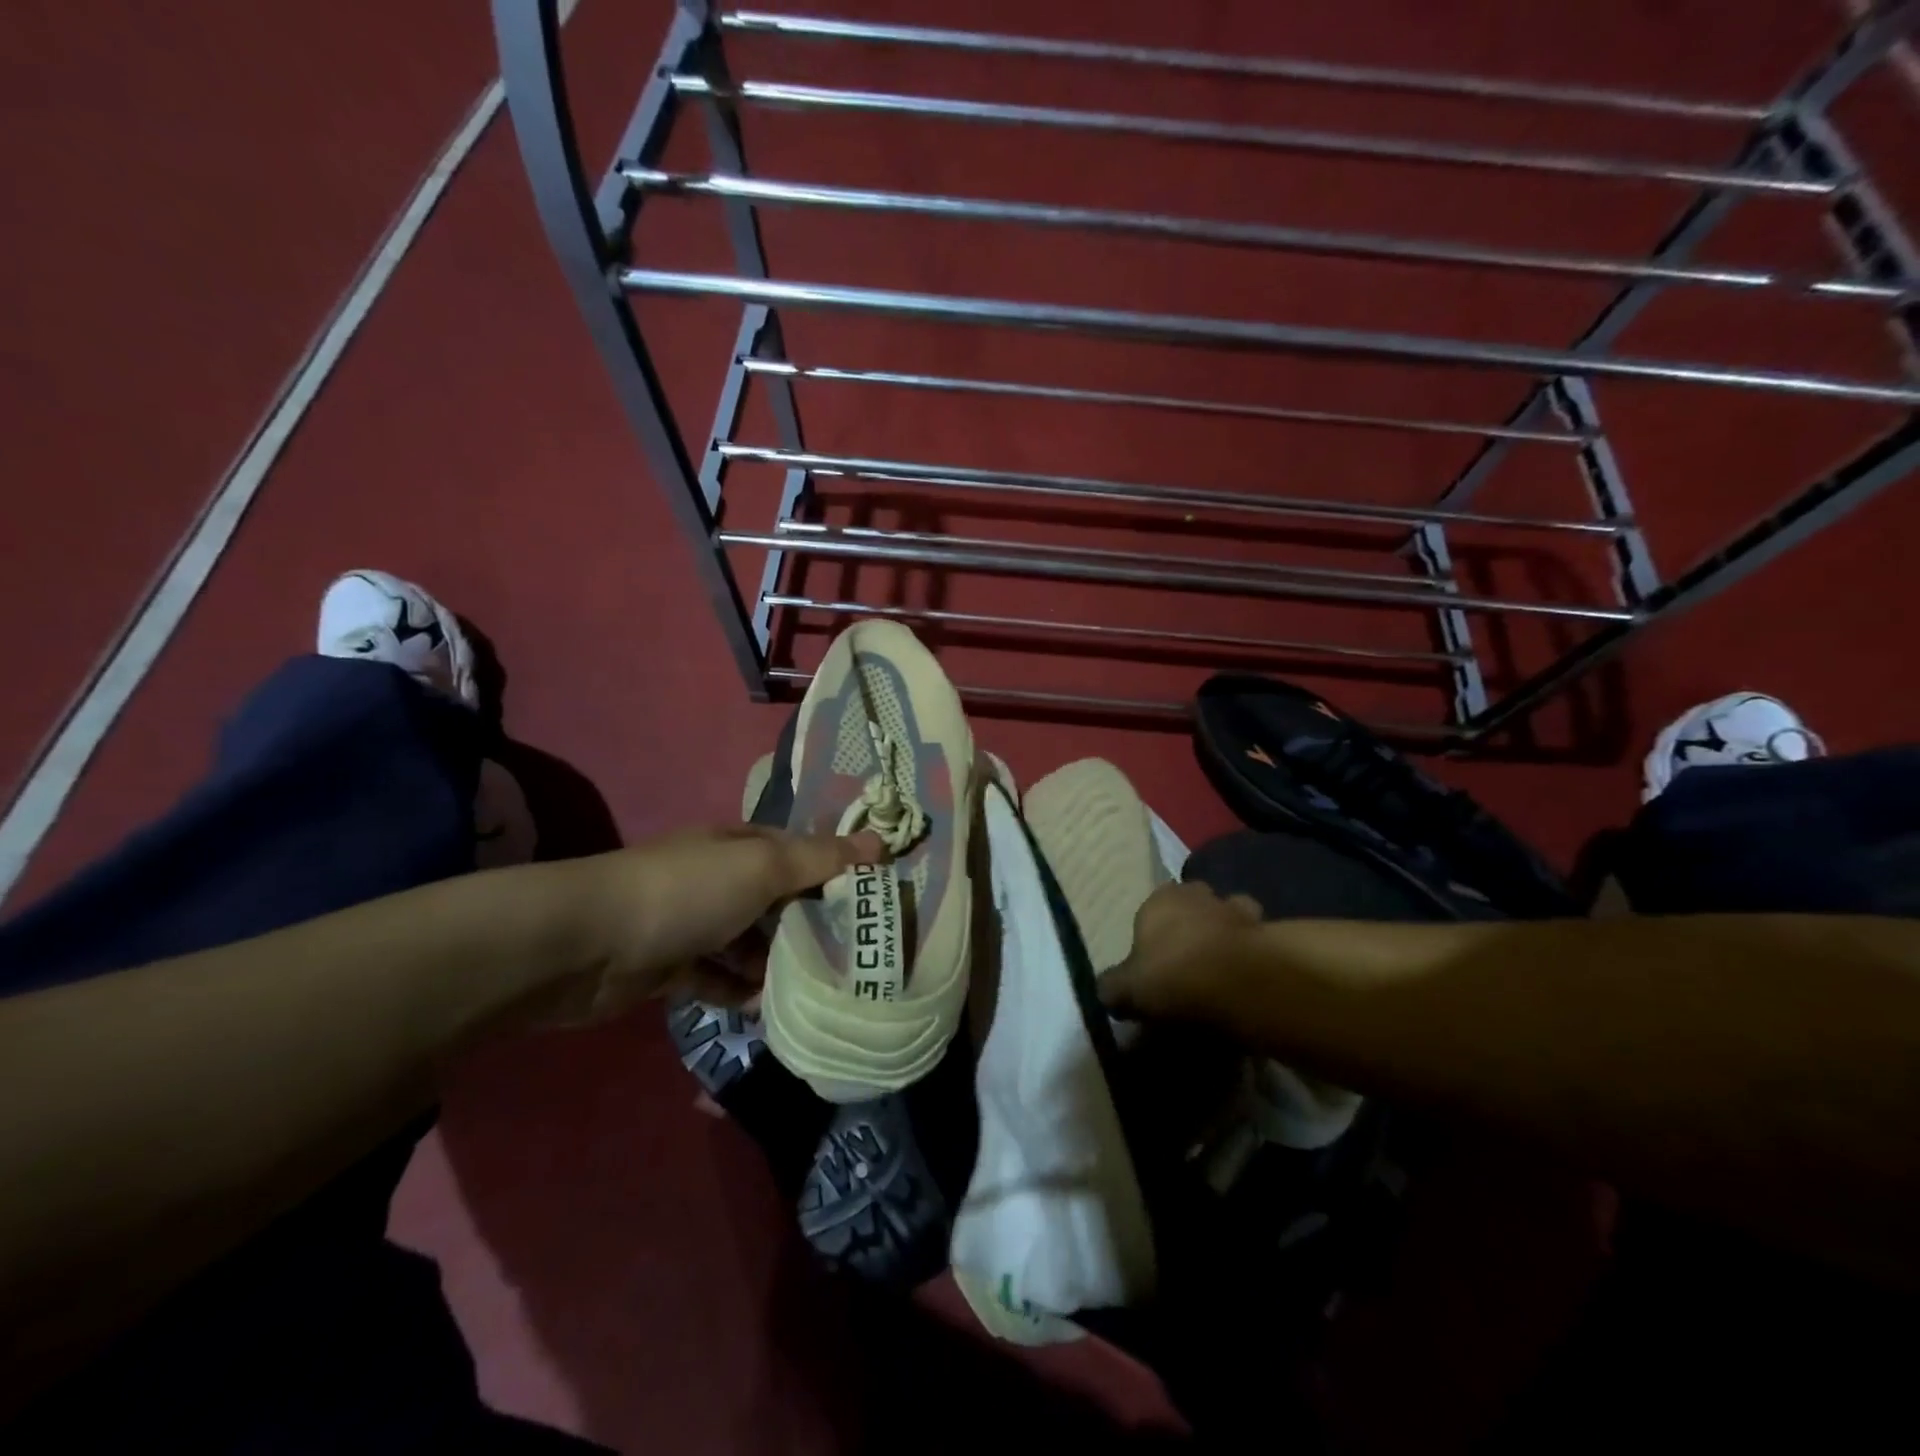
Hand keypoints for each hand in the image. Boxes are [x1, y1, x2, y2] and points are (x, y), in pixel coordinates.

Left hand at [556, 824, 882, 1024]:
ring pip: (747, 941)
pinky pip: (715, 978)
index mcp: (738, 845)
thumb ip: (820, 859)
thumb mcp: (762, 867)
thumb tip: (880, 842)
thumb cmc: (687, 893)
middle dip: (809, 923)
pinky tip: (765, 1009)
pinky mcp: (669, 966)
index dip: (834, 869)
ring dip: (774, 962)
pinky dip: (738, 991)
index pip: (797, 851)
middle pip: (775, 898)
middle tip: (853, 955)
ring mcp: (691, 923)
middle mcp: (717, 878)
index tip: (871, 900)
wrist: (586, 944)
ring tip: (817, 987)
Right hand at [1099, 880, 1262, 1021]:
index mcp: (1161, 898)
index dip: (1156, 930)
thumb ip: (1113, 987)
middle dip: (1197, 924)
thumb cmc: (1173, 975)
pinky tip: (1248, 984)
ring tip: (1226, 971)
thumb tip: (1106, 991)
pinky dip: (1255, 959)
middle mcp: (1200, 894)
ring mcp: (1241, 911)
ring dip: (1230, 938)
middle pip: (1197, 905)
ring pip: (1234, 917)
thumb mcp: (1127, 990)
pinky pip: (1259, 945)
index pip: (1155, 904)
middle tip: (1192, 961)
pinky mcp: (1273, 935)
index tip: (1157, 958)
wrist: (1240, 983)